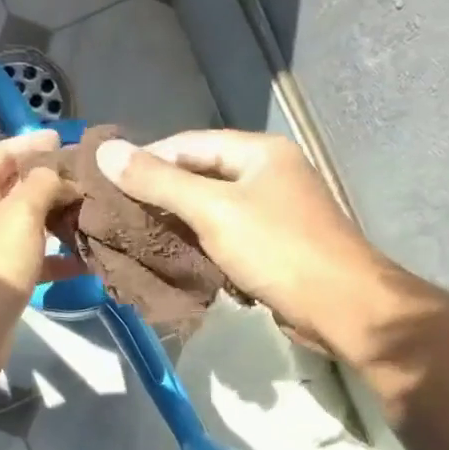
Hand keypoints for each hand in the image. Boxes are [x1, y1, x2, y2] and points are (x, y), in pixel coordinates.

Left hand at [0, 131, 81, 389]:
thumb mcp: (20, 215)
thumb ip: (43, 184)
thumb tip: (60, 175)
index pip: (1, 155)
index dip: (33, 144)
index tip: (68, 139)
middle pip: (15, 189)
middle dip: (52, 183)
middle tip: (91, 179)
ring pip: (27, 226)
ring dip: (58, 220)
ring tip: (95, 213)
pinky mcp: (0, 280)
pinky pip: (32, 259)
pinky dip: (56, 258)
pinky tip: (87, 258)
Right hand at [96, 130, 417, 362]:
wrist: (342, 306)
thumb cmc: (278, 250)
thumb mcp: (213, 211)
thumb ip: (160, 182)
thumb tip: (106, 151)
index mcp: (260, 152)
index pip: (189, 143)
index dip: (147, 158)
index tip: (107, 181)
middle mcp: (269, 174)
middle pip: (201, 175)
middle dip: (159, 193)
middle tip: (116, 213)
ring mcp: (275, 211)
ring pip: (213, 209)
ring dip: (177, 222)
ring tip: (135, 236)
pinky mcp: (275, 246)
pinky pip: (227, 236)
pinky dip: (199, 244)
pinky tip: (173, 258)